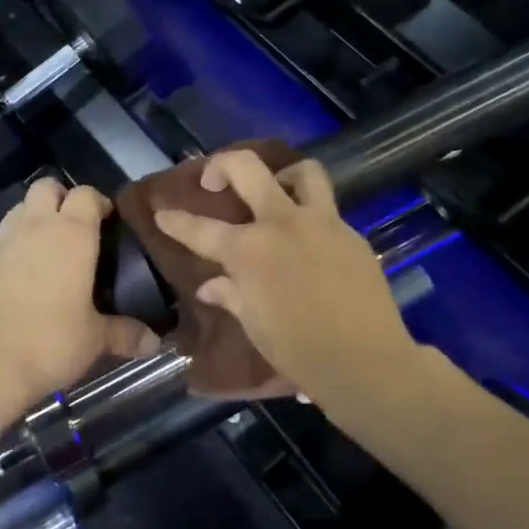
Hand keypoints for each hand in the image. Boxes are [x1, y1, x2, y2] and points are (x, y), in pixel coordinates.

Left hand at [0, 179, 160, 410]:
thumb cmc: (50, 341)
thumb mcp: (95, 340)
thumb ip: (125, 334)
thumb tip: (153, 343)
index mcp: (71, 233)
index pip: (87, 194)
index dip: (99, 202)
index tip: (109, 222)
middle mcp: (34, 227)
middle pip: (46, 187)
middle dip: (61, 198)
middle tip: (75, 230)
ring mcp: (0, 242)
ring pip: (19, 209)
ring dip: (34, 219)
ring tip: (46, 250)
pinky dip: (11, 249)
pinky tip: (18, 280)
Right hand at [154, 151, 415, 396]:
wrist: (366, 363)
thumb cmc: (299, 351)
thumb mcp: (255, 325)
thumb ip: (230, 296)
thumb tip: (210, 286)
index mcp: (249, 251)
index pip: (200, 229)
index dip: (175, 220)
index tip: (162, 212)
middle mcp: (282, 224)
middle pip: (247, 167)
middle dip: (222, 165)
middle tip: (215, 181)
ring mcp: (322, 223)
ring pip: (303, 171)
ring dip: (283, 176)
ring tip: (276, 193)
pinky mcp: (352, 234)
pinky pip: (328, 210)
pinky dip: (311, 217)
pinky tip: (309, 243)